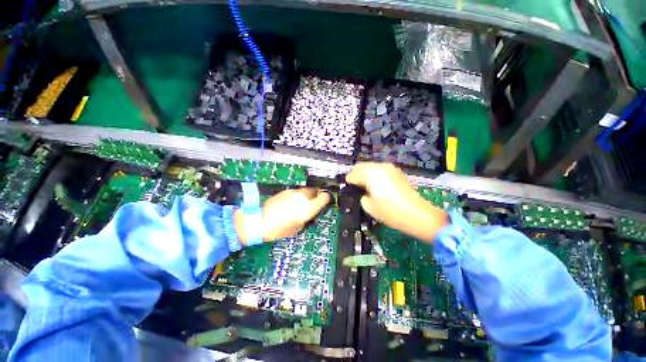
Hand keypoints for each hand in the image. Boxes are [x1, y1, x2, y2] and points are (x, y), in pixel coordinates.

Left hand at [235, 188, 330, 243]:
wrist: (259, 221)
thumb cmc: (279, 230)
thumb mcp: (297, 228)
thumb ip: (306, 218)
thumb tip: (308, 213)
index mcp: (308, 208)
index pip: (324, 197)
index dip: (326, 198)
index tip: (325, 200)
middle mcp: (302, 197)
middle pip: (314, 191)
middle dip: (315, 195)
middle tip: (313, 202)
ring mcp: (293, 193)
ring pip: (304, 191)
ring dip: (306, 196)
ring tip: (300, 204)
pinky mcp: (285, 192)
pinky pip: (295, 192)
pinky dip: (296, 196)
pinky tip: (290, 203)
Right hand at [346, 162, 447, 241]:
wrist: (417, 215)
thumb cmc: (390, 211)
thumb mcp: (368, 206)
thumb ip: (360, 195)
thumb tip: (361, 191)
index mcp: (370, 174)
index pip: (352, 174)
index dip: (348, 183)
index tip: (348, 190)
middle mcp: (379, 166)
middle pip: (360, 166)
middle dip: (356, 175)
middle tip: (356, 188)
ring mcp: (390, 168)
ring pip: (370, 167)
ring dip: (365, 175)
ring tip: (367, 188)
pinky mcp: (397, 172)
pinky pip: (380, 170)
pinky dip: (375, 175)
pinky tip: (378, 186)